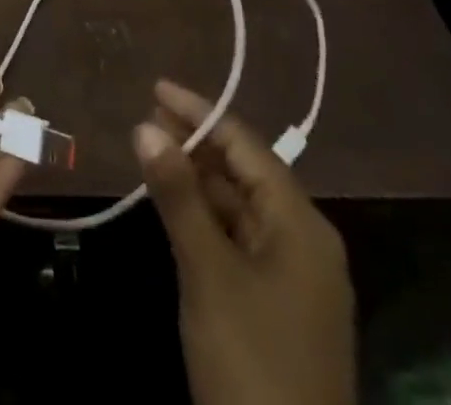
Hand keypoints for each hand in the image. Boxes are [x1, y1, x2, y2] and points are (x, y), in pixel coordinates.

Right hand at [136, 79, 355, 404]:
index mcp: (301, 224)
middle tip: (147, 116)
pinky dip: (207, 216)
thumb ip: (178, 195)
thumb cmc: (252, 363)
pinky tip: (176, 206)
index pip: (246, 145)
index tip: (155, 87)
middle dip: (197, 142)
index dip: (200, 112)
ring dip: (199, 178)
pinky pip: (240, 240)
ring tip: (153, 150)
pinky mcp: (279, 308)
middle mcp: (304, 241)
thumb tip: (145, 126)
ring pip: (241, 207)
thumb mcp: (208, 273)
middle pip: (246, 172)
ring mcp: (294, 278)